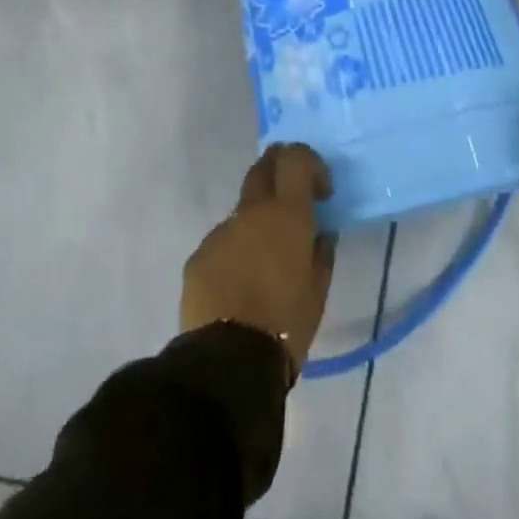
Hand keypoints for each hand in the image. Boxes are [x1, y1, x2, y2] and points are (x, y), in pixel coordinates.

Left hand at [181, 144, 336, 379]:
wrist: (229, 360)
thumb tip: (318, 234)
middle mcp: (250, 212)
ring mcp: (220, 232)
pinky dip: (235, 253)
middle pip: (262, 167)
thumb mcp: (318, 289)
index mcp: (286, 214)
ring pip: (242, 212)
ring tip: (265, 266)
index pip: (295, 158)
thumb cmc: (287, 323)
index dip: (310, 164)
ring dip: (257, 224)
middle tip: (293, 200)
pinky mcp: (198, 256)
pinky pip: (223, 243)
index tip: (320, 192)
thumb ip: (320, 252)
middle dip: (279, 171)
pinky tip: (240, 288)